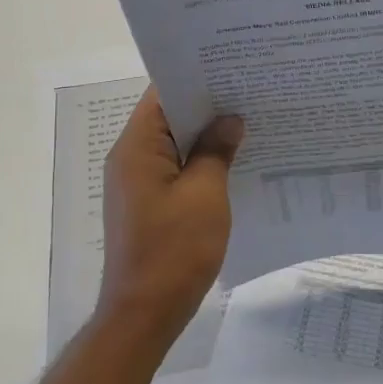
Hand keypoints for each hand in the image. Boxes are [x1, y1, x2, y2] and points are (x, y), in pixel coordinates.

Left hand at [99, 89, 244, 343]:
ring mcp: (139, 183)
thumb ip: (216, 151)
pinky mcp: (149, 204)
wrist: (144, 315)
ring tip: (250, 121)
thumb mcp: (205, 194)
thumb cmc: (174, 250)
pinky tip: (235, 162)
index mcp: (137, 148)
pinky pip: (177, 170)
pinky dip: (201, 162)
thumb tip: (230, 119)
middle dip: (209, 106)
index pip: (163, 94)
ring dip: (207, 136)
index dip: (197, 78)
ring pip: (176, 145)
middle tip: (251, 92)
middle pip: (169, 117)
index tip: (233, 69)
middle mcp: (131, 158)